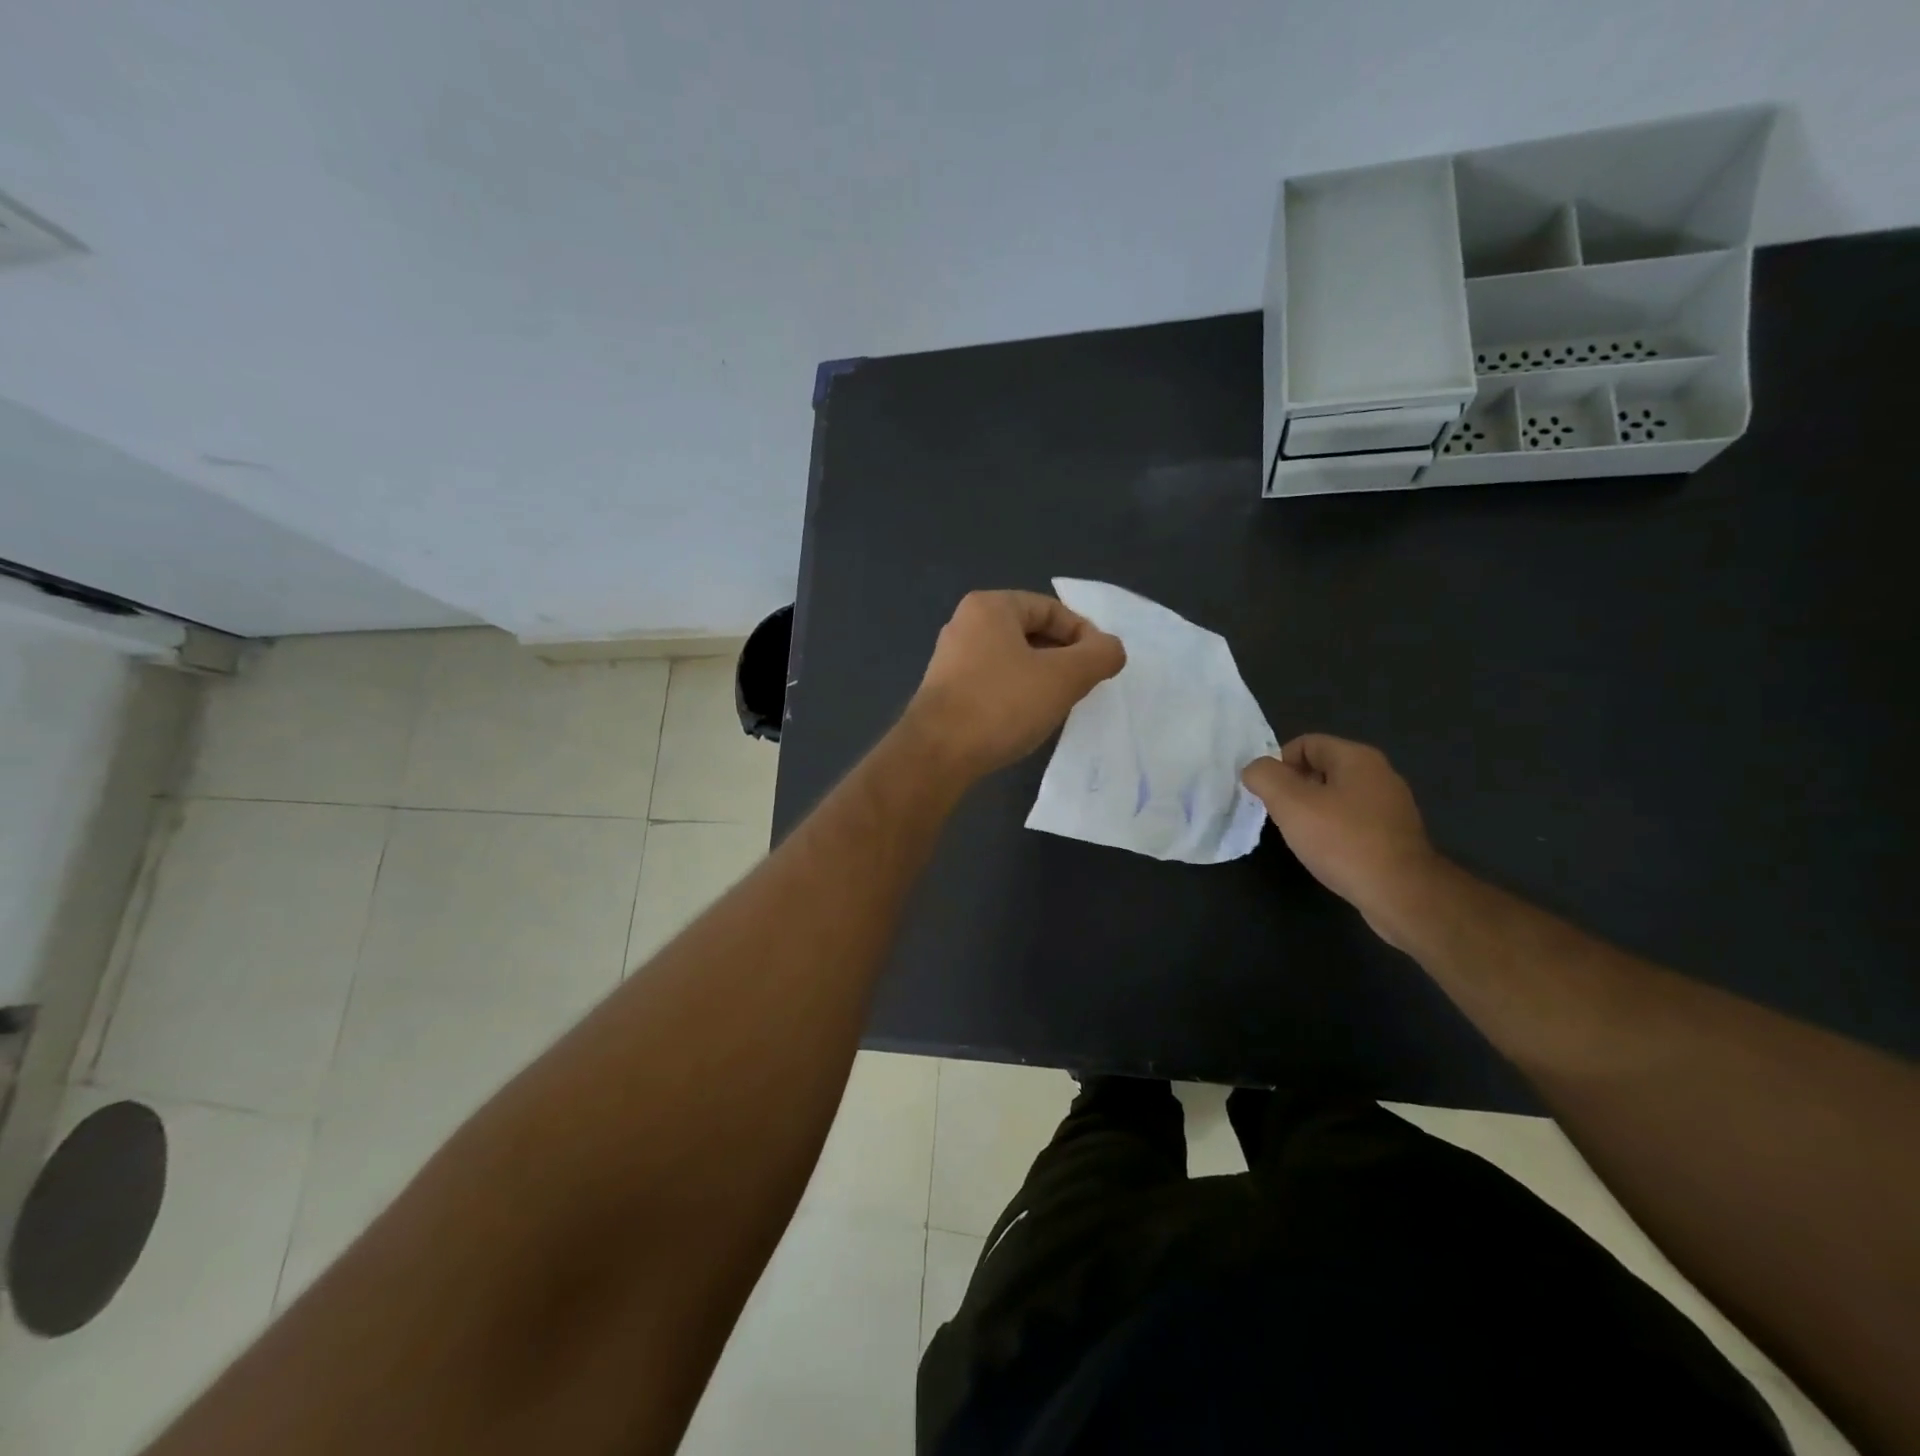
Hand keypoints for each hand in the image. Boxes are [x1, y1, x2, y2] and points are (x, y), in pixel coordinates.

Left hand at [904, 590, 1125, 780]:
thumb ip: (1098, 656)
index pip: (1051, 609)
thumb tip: (1112, 649)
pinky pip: (993, 682)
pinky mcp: (945, 691)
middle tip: (1084, 686)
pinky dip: (1016, 694)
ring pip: (1012, 659)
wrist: (937, 754)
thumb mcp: (1064, 677)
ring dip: (1041, 678)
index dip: (1084, 634)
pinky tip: (1027, 719)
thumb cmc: (1002, 704)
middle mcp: (965, 624)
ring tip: (1059, 704)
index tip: (1101, 666)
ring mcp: (951, 659)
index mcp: (990, 607)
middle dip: (1063, 657)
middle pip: (1031, 632)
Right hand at [1242, 734, 1438, 946]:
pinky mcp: (1396, 835)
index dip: (1278, 764)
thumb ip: (1264, 777)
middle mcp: (1379, 774)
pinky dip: (1334, 831)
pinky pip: (1353, 821)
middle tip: (1280, 816)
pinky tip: (1327, 852)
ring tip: (1301, 836)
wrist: (1401, 893)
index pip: (1305, 743)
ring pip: (1336, 797)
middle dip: (1294, 789)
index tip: (1267, 795)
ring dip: (1312, 811)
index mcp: (1357, 758)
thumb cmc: (1342, 840)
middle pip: (1321, 769)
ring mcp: (1391, 806)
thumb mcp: (1289, 803)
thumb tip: (1255, 770)